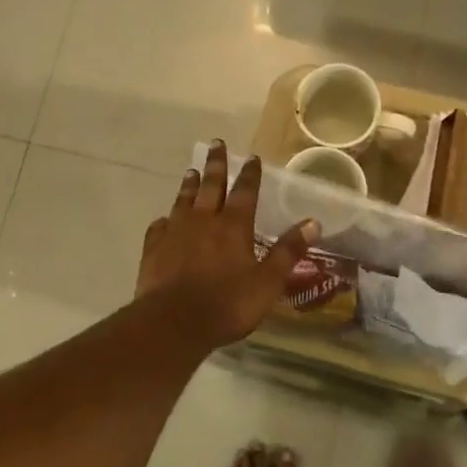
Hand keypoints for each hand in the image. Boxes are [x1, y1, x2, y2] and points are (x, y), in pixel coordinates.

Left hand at [137, 143, 318, 351]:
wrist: (173, 322)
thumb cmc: (227, 304)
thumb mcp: (268, 282)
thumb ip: (288, 251)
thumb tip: (313, 222)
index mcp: (234, 226)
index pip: (245, 192)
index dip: (249, 174)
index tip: (251, 157)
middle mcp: (203, 221)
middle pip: (211, 186)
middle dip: (216, 164)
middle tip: (216, 143)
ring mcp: (175, 232)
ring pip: (184, 200)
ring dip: (190, 185)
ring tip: (192, 171)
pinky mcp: (154, 248)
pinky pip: (160, 226)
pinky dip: (165, 219)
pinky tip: (165, 219)